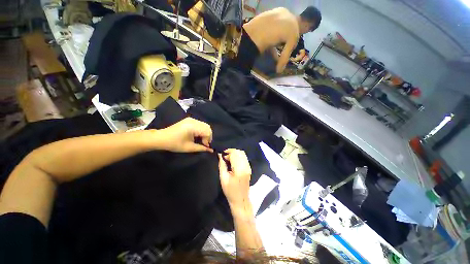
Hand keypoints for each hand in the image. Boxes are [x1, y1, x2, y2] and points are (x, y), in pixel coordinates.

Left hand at [158, 118, 212, 152]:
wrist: (161, 138)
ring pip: (204, 125)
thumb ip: (201, 148)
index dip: (208, 140)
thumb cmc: (174, 144)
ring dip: (205, 133)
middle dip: (208, 136)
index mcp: (193, 127)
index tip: (205, 146)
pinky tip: (198, 135)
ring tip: (201, 140)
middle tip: (204, 143)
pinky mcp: (189, 120)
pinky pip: (200, 124)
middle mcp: (193, 121)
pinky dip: (202, 130)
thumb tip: (211, 150)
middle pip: (207, 127)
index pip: (207, 132)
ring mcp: (191, 119)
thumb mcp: (189, 148)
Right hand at [218, 149, 251, 207]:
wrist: (241, 200)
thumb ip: (222, 165)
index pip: (234, 154)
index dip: (227, 153)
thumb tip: (220, 155)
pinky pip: (244, 158)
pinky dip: (238, 156)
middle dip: (231, 152)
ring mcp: (248, 167)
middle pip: (239, 152)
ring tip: (229, 159)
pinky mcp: (249, 168)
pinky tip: (234, 161)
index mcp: (239, 169)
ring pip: (242, 154)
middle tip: (225, 157)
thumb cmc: (230, 191)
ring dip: (235, 153)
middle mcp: (245, 166)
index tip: (222, 155)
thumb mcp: (223, 178)